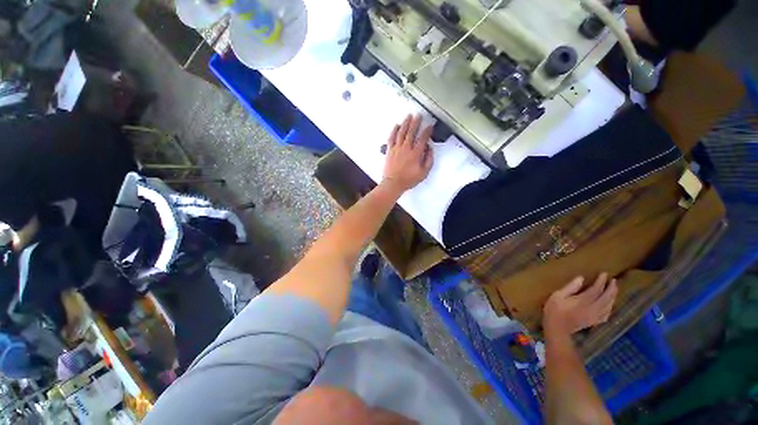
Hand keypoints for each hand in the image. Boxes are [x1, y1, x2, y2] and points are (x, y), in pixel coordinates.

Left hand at [382, 114, 433, 193]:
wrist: (393, 183)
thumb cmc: (408, 179)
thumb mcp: (423, 173)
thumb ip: (429, 160)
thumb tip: (429, 149)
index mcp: (415, 154)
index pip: (423, 138)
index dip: (427, 131)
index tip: (430, 126)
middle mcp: (406, 148)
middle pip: (411, 132)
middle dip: (416, 122)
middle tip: (419, 115)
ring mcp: (397, 148)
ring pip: (401, 132)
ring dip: (405, 123)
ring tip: (409, 116)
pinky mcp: (389, 150)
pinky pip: (391, 138)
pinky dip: (394, 131)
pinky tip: (396, 125)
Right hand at [543, 273, 617, 335]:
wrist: (557, 328)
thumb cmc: (554, 310)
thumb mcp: (557, 296)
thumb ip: (570, 287)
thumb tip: (581, 278)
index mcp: (584, 301)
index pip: (596, 289)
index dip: (601, 281)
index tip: (604, 273)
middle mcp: (593, 308)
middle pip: (606, 298)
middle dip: (611, 288)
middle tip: (614, 281)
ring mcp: (595, 316)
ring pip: (609, 306)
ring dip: (613, 297)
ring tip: (614, 290)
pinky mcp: (594, 322)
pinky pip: (606, 314)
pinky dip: (610, 308)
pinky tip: (609, 306)